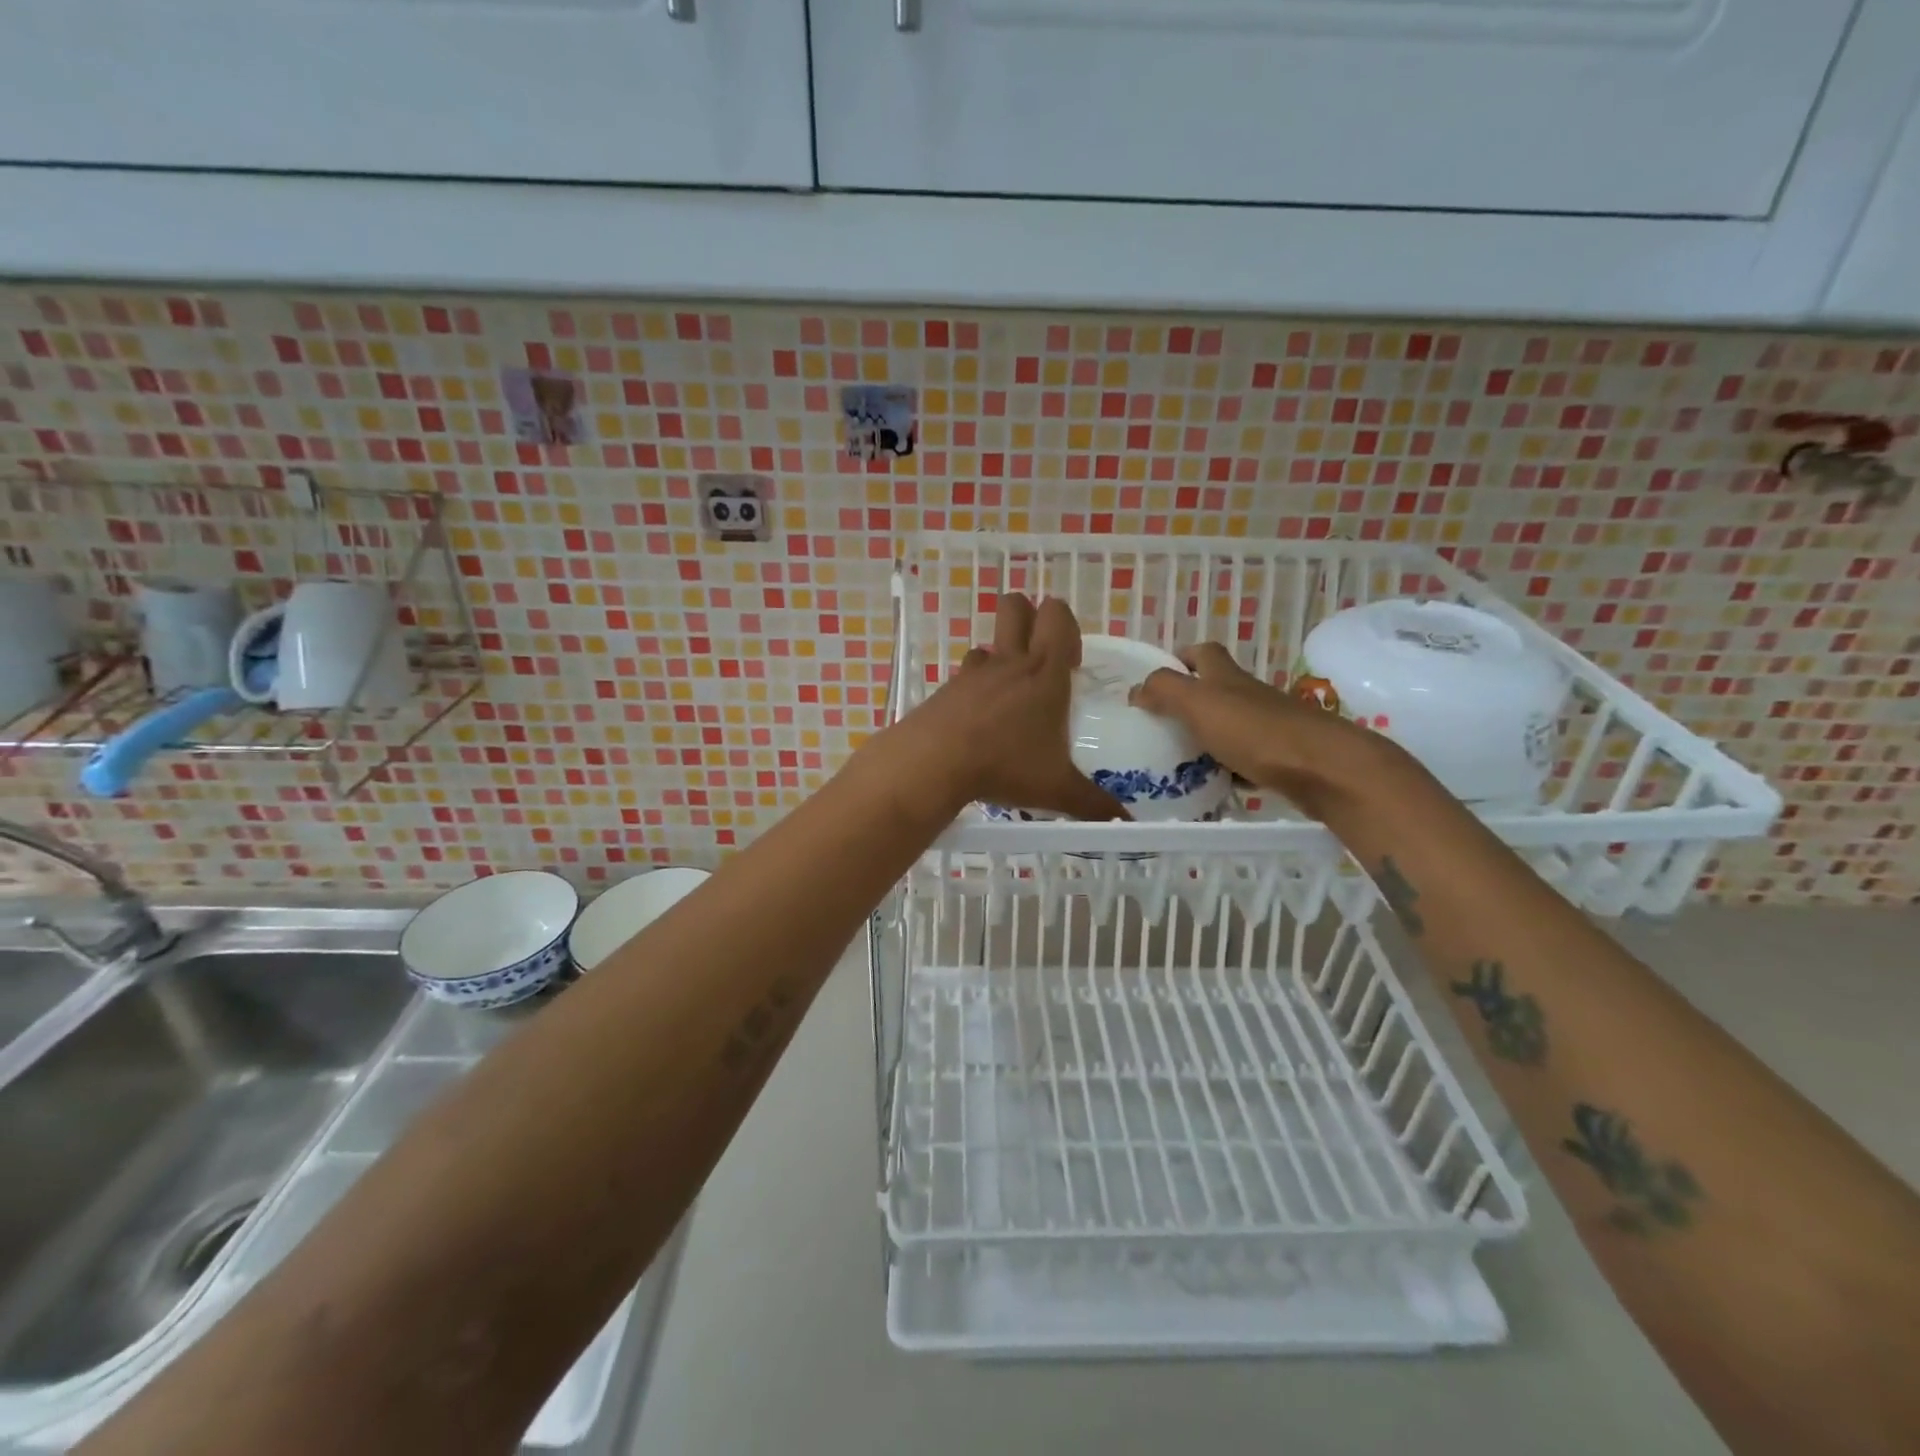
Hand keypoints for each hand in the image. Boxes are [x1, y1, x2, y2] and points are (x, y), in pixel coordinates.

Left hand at [877, 594, 1125, 821]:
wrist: (935, 762)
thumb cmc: (1005, 765)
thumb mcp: (1056, 789)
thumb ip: (1094, 804)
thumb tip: (1126, 823)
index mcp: (1044, 673)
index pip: (1058, 617)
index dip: (1068, 629)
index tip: (1071, 665)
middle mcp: (1010, 662)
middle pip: (1017, 606)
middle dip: (1030, 618)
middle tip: (1040, 661)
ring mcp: (974, 672)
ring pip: (990, 642)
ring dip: (1001, 657)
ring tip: (1010, 697)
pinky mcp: (948, 688)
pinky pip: (967, 672)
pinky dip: (976, 686)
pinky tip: (980, 719)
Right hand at [1129, 642, 1408, 820]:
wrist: (1322, 769)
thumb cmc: (1255, 731)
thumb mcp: (1199, 704)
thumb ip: (1165, 691)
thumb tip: (1137, 689)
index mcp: (1226, 677)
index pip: (1202, 652)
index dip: (1181, 658)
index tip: (1157, 679)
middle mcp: (1248, 695)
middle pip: (1215, 690)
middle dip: (1188, 703)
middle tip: (1159, 726)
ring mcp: (1268, 726)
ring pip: (1229, 726)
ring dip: (1205, 738)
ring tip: (1176, 761)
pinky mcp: (1281, 757)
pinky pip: (1245, 759)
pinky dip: (1228, 769)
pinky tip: (1213, 786)